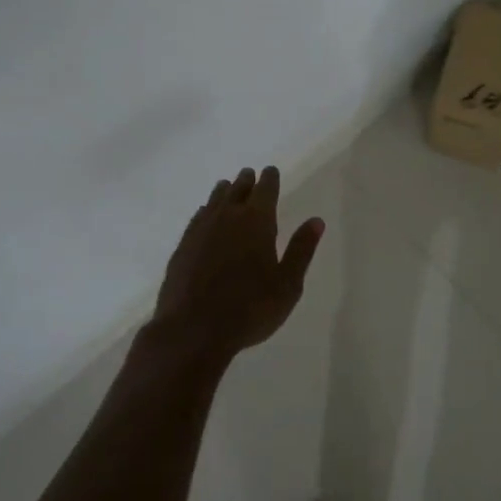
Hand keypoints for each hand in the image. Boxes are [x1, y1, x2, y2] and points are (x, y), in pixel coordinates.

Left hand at [149, 165, 324, 364]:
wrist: (193, 330)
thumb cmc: (249, 308)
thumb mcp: (287, 284)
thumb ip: (301, 249)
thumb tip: (316, 221)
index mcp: (257, 221)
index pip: (265, 189)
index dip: (270, 179)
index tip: (271, 171)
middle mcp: (228, 217)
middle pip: (238, 189)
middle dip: (247, 181)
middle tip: (250, 174)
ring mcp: (201, 230)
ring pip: (215, 200)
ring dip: (224, 191)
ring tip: (228, 186)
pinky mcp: (183, 246)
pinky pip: (197, 218)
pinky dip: (206, 211)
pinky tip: (205, 215)